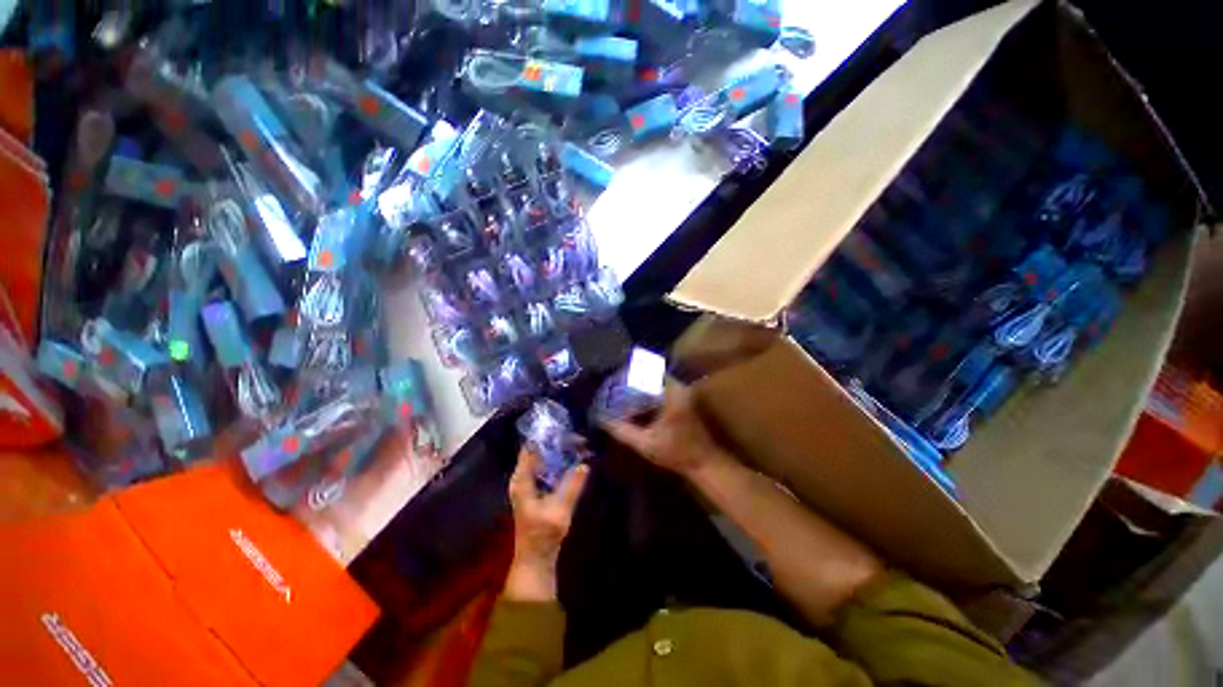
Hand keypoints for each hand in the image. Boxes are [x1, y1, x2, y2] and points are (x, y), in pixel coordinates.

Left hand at [504, 448, 589, 601]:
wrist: (536, 559)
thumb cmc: (543, 535)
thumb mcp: (560, 511)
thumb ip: (572, 487)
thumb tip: (585, 465)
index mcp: (521, 480)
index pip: (530, 448)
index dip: (546, 437)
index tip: (564, 429)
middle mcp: (521, 478)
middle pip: (537, 451)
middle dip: (556, 442)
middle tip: (576, 437)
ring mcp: (528, 484)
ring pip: (542, 459)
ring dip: (558, 452)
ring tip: (577, 443)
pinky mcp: (536, 490)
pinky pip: (546, 468)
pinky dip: (558, 462)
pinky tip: (572, 460)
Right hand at [602, 383, 731, 476]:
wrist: (705, 462)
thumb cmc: (676, 454)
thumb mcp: (645, 444)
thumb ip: (623, 431)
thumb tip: (602, 419)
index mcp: (671, 396)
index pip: (647, 372)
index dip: (630, 373)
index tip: (614, 378)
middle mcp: (678, 388)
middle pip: (652, 372)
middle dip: (633, 377)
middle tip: (616, 384)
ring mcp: (683, 392)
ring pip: (658, 378)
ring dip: (641, 382)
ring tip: (623, 389)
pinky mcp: (684, 397)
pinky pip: (663, 385)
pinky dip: (649, 389)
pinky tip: (637, 399)